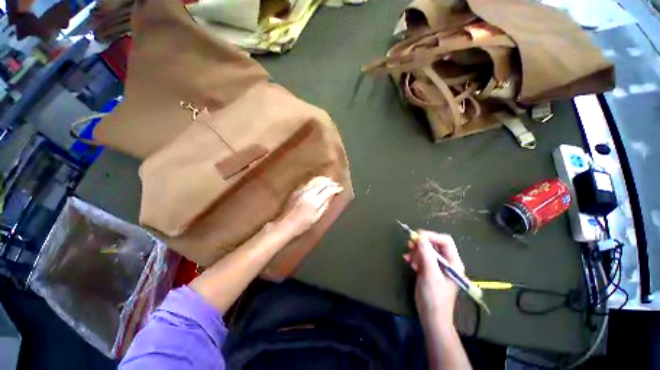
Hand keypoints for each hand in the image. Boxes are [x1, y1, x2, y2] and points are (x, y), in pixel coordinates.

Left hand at [274, 176, 342, 237]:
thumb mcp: (316, 217)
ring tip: (329, 180)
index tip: (340, 188)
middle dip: (330, 182)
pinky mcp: (296, 191)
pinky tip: (318, 182)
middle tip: (336, 183)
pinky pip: (308, 182)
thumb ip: (325, 205)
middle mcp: (308, 193)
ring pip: (314, 180)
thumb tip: (331, 196)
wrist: (285, 224)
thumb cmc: (302, 225)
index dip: (335, 188)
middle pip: (321, 183)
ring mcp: (301, 191)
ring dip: (323, 179)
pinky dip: (315, 180)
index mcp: (314, 202)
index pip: (328, 190)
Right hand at [404, 231, 464, 324]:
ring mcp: (437, 266)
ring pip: (426, 250)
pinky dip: (414, 258)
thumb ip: (426, 254)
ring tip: (408, 257)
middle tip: (409, 245)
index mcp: (453, 262)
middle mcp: (446, 262)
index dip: (431, 236)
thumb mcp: (430, 274)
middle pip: (434, 244)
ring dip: (416, 251)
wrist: (431, 317)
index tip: (417, 236)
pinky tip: (409, 262)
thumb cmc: (434, 297)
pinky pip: (421, 258)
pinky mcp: (429, 270)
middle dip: (421, 243)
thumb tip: (420, 237)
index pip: (445, 241)